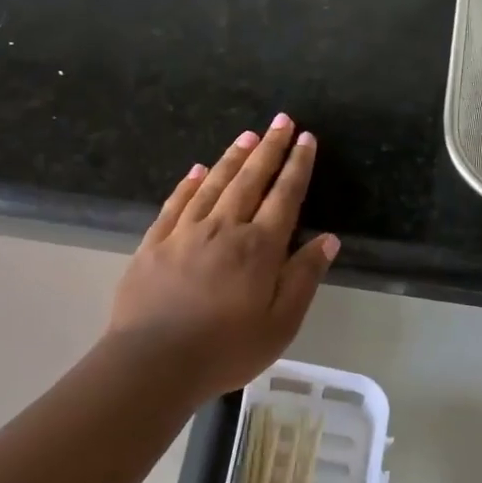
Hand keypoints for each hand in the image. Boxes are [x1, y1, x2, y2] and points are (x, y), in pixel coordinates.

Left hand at [107, 116, 339, 399]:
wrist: (154, 362)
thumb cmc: (227, 349)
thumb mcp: (281, 323)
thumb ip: (304, 277)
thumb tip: (328, 239)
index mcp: (259, 248)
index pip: (285, 196)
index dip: (298, 166)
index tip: (307, 139)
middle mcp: (224, 228)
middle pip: (250, 180)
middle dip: (269, 148)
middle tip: (281, 120)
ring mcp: (185, 232)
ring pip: (214, 184)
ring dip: (233, 157)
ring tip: (247, 135)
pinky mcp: (155, 243)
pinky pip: (176, 203)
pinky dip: (190, 183)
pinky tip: (198, 170)